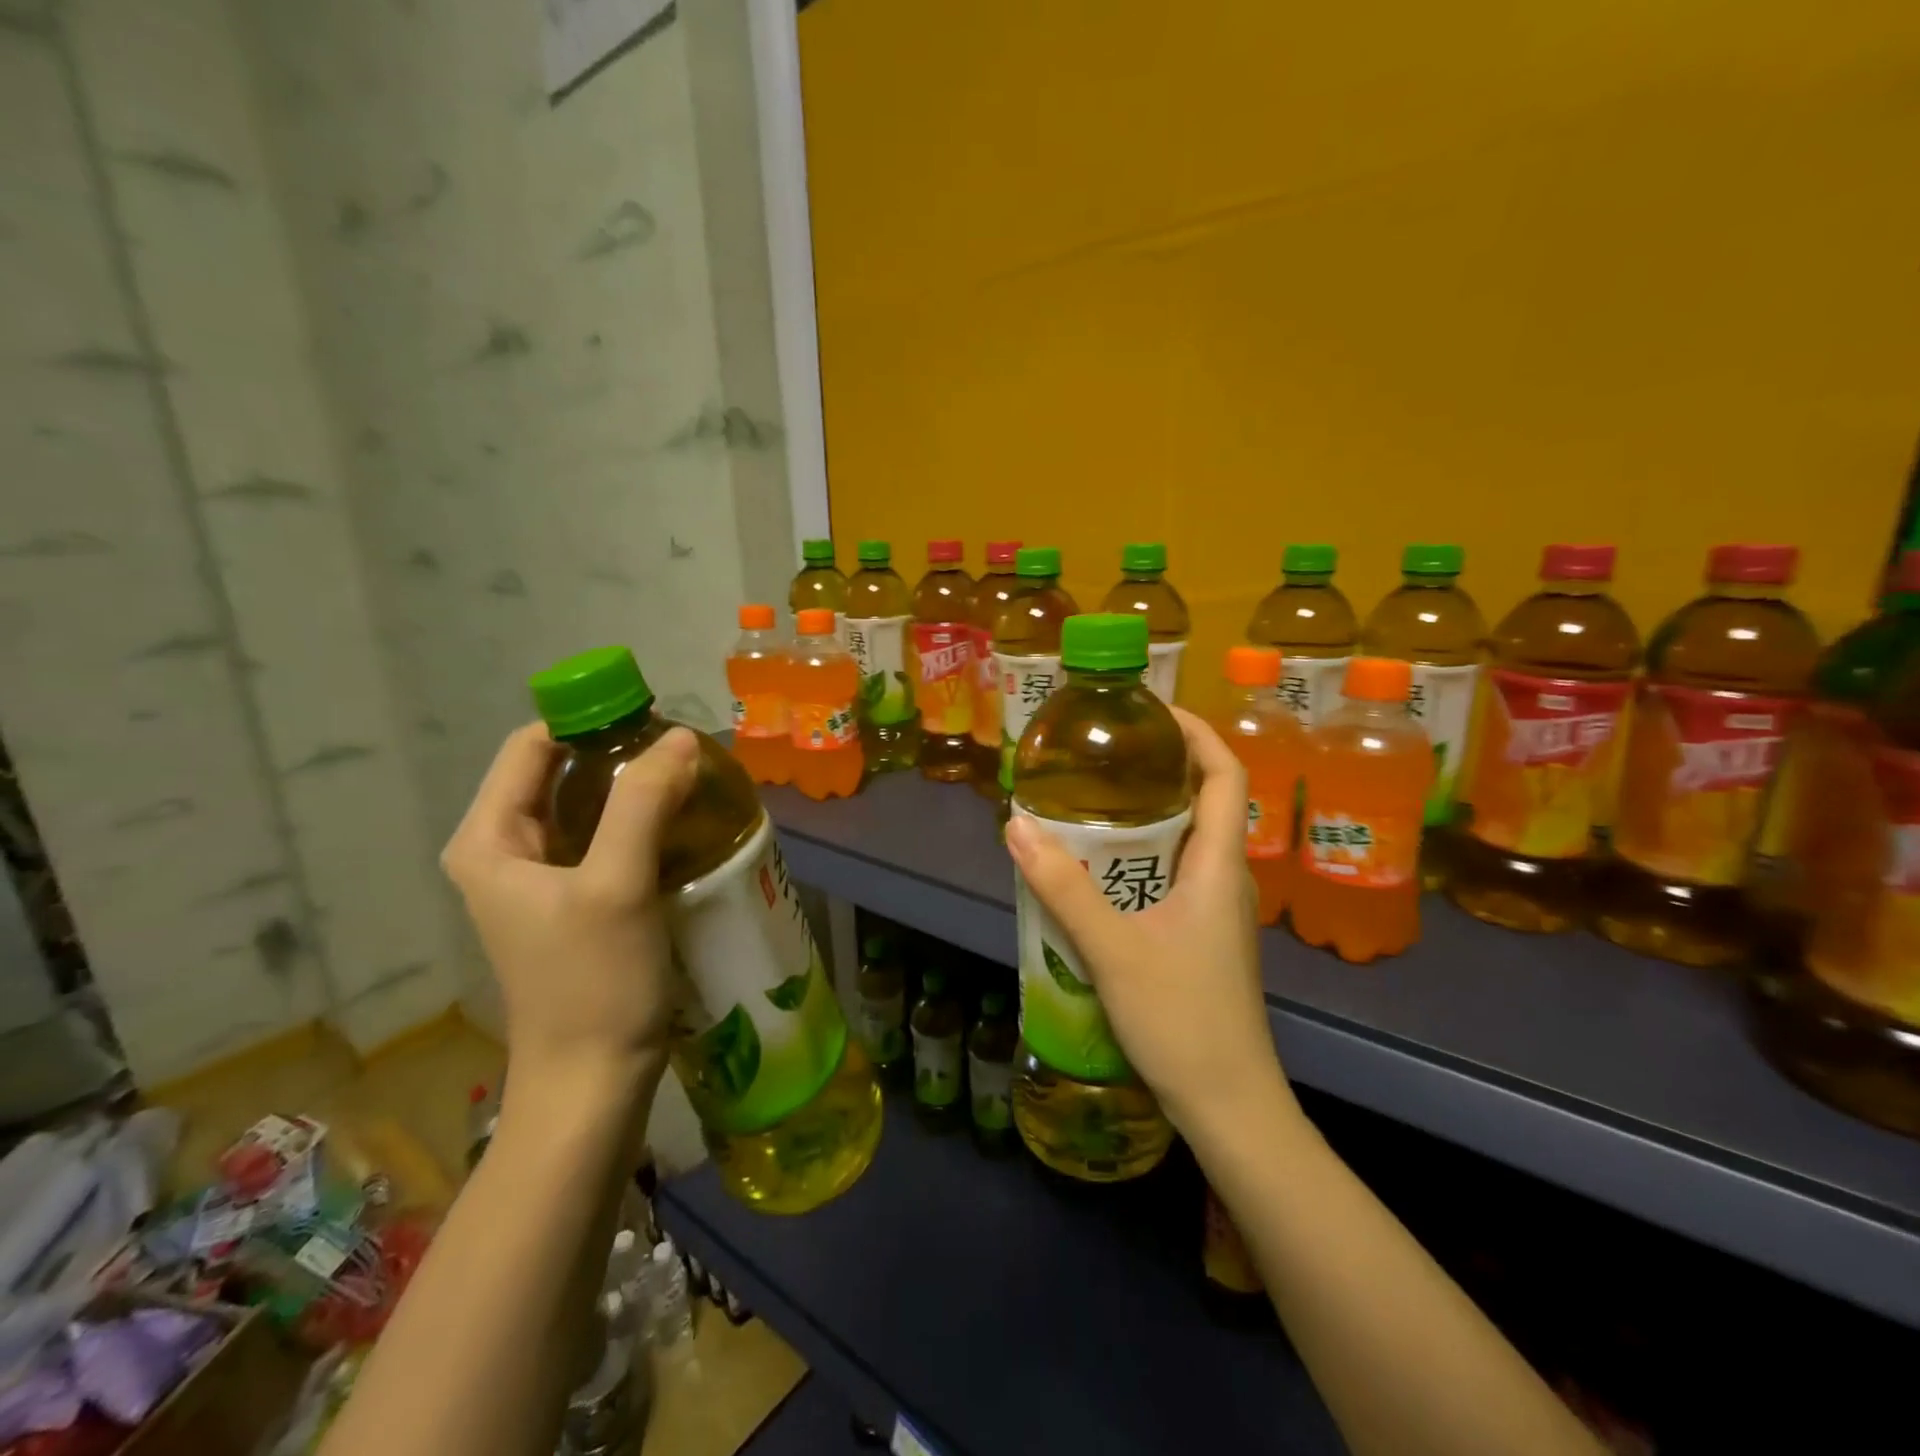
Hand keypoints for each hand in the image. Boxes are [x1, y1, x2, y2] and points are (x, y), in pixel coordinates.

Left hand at [441, 722, 698, 1092]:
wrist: (594, 1081)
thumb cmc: (594, 983)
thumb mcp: (617, 884)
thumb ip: (644, 802)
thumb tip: (679, 736)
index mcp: (489, 840)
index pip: (533, 746)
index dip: (589, 722)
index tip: (655, 723)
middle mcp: (504, 852)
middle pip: (560, 773)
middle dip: (620, 755)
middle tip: (683, 755)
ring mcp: (540, 880)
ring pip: (587, 807)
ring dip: (636, 789)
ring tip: (690, 784)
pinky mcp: (574, 903)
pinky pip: (604, 840)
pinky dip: (640, 824)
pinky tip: (681, 827)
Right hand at [1004, 707, 1294, 1139]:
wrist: (1228, 1105)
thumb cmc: (1181, 1019)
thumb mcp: (1112, 948)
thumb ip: (1063, 887)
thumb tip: (1016, 824)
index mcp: (1220, 865)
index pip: (1226, 775)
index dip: (1199, 733)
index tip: (1153, 712)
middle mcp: (1227, 878)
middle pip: (1205, 802)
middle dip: (1161, 769)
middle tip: (1103, 757)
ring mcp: (1217, 911)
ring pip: (1186, 842)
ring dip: (1147, 816)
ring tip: (1091, 805)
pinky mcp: (1203, 937)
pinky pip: (1174, 876)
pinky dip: (1141, 858)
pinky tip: (1098, 873)